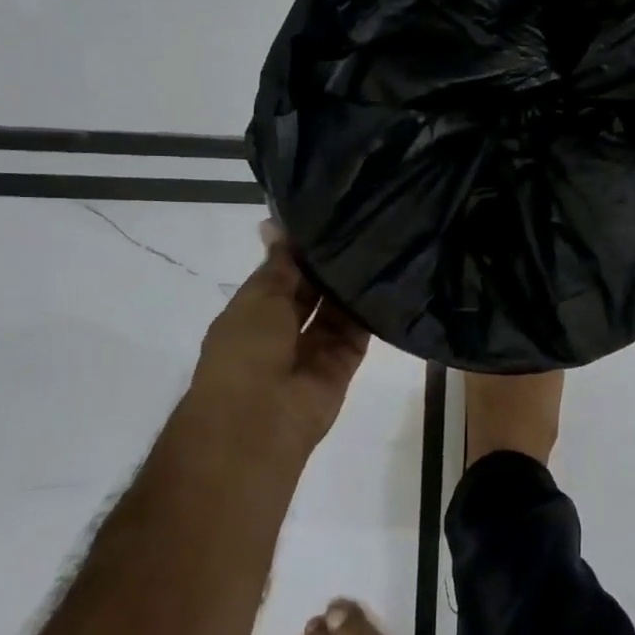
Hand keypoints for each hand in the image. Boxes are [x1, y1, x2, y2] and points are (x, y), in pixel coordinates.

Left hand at [185, 225, 370, 459]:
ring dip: (351, 283)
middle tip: (361, 223)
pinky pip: (359, 330)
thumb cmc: (246, 351)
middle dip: (329, 264)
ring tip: (379, 242)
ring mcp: (315, 347)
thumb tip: (276, 224)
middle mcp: (284, 328)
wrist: (260, 420)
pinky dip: (370, 308)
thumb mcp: (258, 297)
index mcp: (254, 312)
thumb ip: (279, 264)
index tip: (327, 214)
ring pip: (337, 308)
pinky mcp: (344, 362)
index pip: (282, 273)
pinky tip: (389, 275)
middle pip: (312, 289)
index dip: (300, 248)